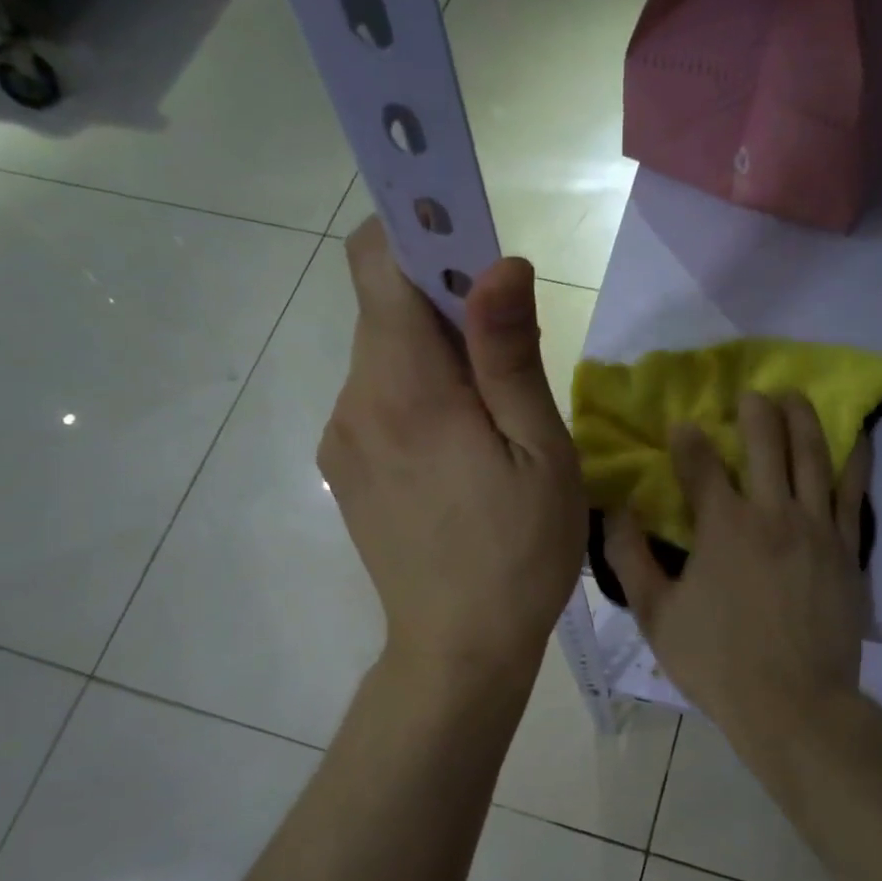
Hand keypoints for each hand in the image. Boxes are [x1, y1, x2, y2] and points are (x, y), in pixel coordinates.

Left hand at [319, 219, 584, 689]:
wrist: (458, 649)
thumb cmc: (519, 553)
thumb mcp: (539, 452)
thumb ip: (509, 354)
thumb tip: (499, 263)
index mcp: (406, 389)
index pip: (378, 261)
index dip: (421, 231)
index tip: (472, 247)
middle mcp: (355, 401)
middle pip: (384, 309)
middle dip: (444, 306)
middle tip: (507, 354)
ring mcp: (342, 438)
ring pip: (384, 358)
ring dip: (434, 359)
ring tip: (489, 420)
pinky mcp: (344, 469)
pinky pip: (379, 401)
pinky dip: (418, 397)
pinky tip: (458, 455)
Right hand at [605, 392, 870, 754]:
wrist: (794, 704)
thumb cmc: (717, 661)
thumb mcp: (656, 615)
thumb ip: (630, 559)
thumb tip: (616, 511)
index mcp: (723, 527)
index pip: (701, 464)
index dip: (688, 439)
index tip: (681, 426)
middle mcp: (773, 513)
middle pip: (766, 443)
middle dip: (754, 411)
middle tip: (750, 394)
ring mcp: (818, 529)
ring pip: (813, 456)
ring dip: (803, 419)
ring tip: (796, 396)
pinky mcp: (848, 549)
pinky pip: (855, 492)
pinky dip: (855, 458)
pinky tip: (855, 436)